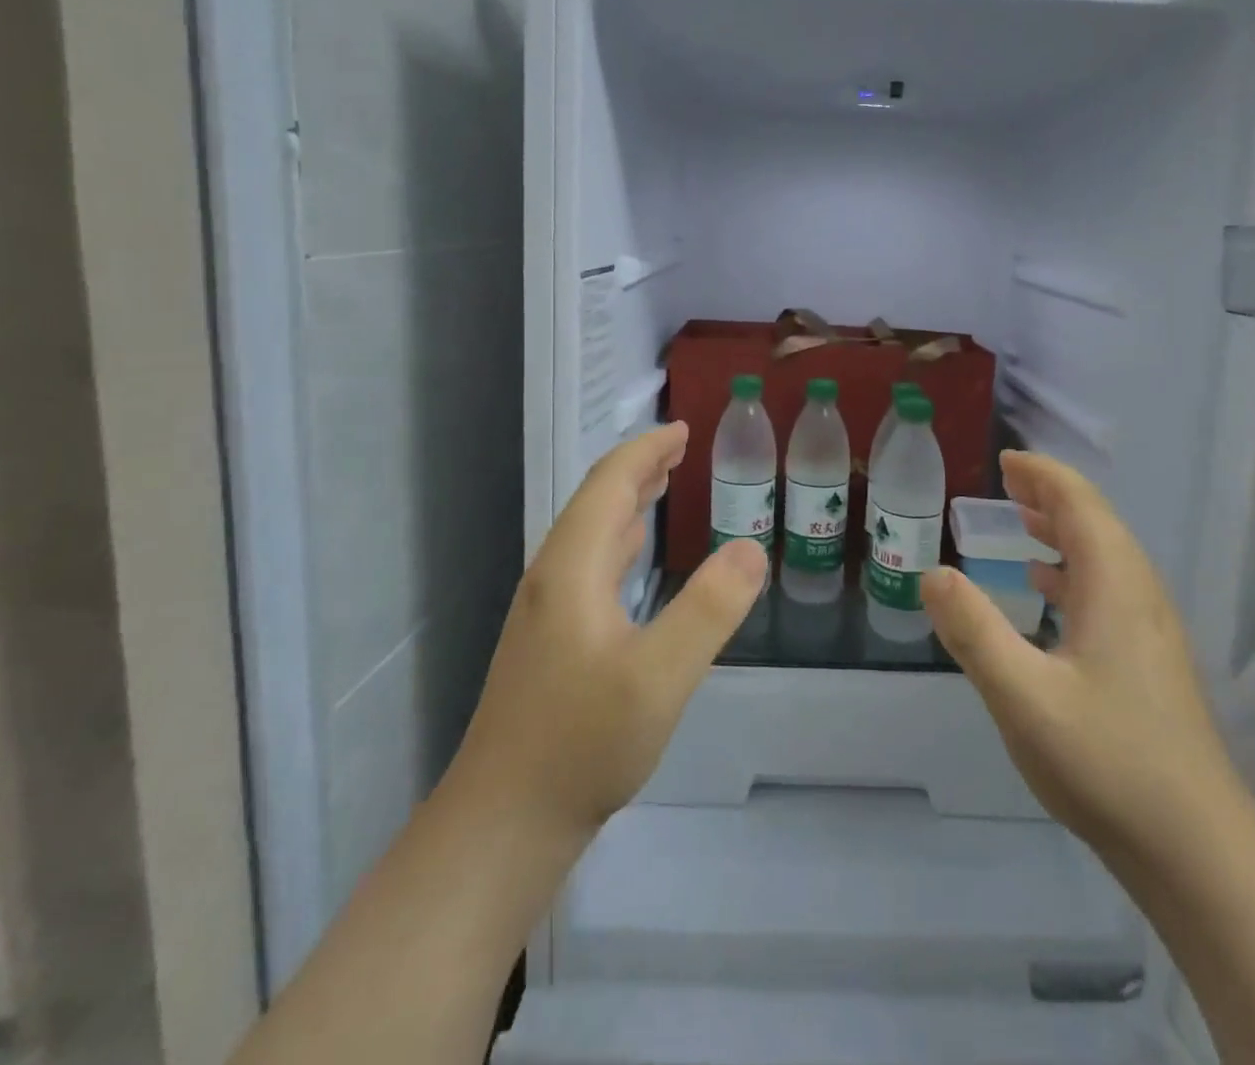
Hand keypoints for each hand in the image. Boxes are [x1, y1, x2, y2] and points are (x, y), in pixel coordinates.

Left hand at [458, 423, 766, 837]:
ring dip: (627, 502)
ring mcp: (547, 612)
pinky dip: (618, 539)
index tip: (682, 430)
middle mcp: (553, 578)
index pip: (608, 485)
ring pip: (589, 534)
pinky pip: (589, 564)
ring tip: (662, 485)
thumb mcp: (659, 677)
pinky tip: (631, 555)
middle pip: (595, 503)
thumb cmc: (581, 744)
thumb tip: (751, 547)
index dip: (645, 452)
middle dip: (638, 469)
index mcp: (572, 569)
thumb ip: (709, 609)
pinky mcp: (550, 642)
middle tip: (680, 449)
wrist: (503, 824)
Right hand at [921, 451, 1243, 863]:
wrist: (1197, 851)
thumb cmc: (1107, 762)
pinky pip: (1108, 589)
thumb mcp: (1023, 696)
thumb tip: (932, 573)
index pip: (1080, 504)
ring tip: (1022, 522)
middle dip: (1051, 496)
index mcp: (1115, 586)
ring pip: (1105, 557)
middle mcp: (1139, 595)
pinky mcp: (1150, 661)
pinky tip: (1048, 591)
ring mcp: (1150, 630)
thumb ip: (974, 631)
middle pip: (1097, 523)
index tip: (1005, 461)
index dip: (1043, 476)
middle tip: (1005, 484)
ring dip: (1064, 530)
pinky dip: (1072, 570)